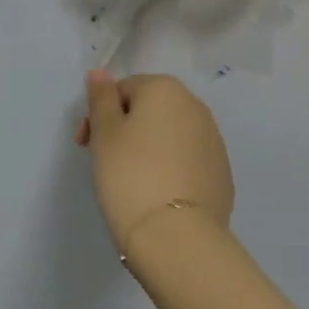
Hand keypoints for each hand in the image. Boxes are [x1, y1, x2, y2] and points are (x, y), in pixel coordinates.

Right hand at [76, 71, 234, 253]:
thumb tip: (99, 72)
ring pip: (170, 135)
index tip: (86, 144)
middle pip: (149, 109)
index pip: (124, 89)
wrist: (176, 237)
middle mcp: (196, 107)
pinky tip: (157, 194)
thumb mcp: (105, 133)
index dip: (100, 114)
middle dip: (124, 128)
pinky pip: (187, 161)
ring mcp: (214, 141)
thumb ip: (101, 98)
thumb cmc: (130, 174)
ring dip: (148, 148)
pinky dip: (170, 169)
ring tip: (131, 181)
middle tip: (104, 161)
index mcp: (166, 90)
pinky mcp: (222, 174)